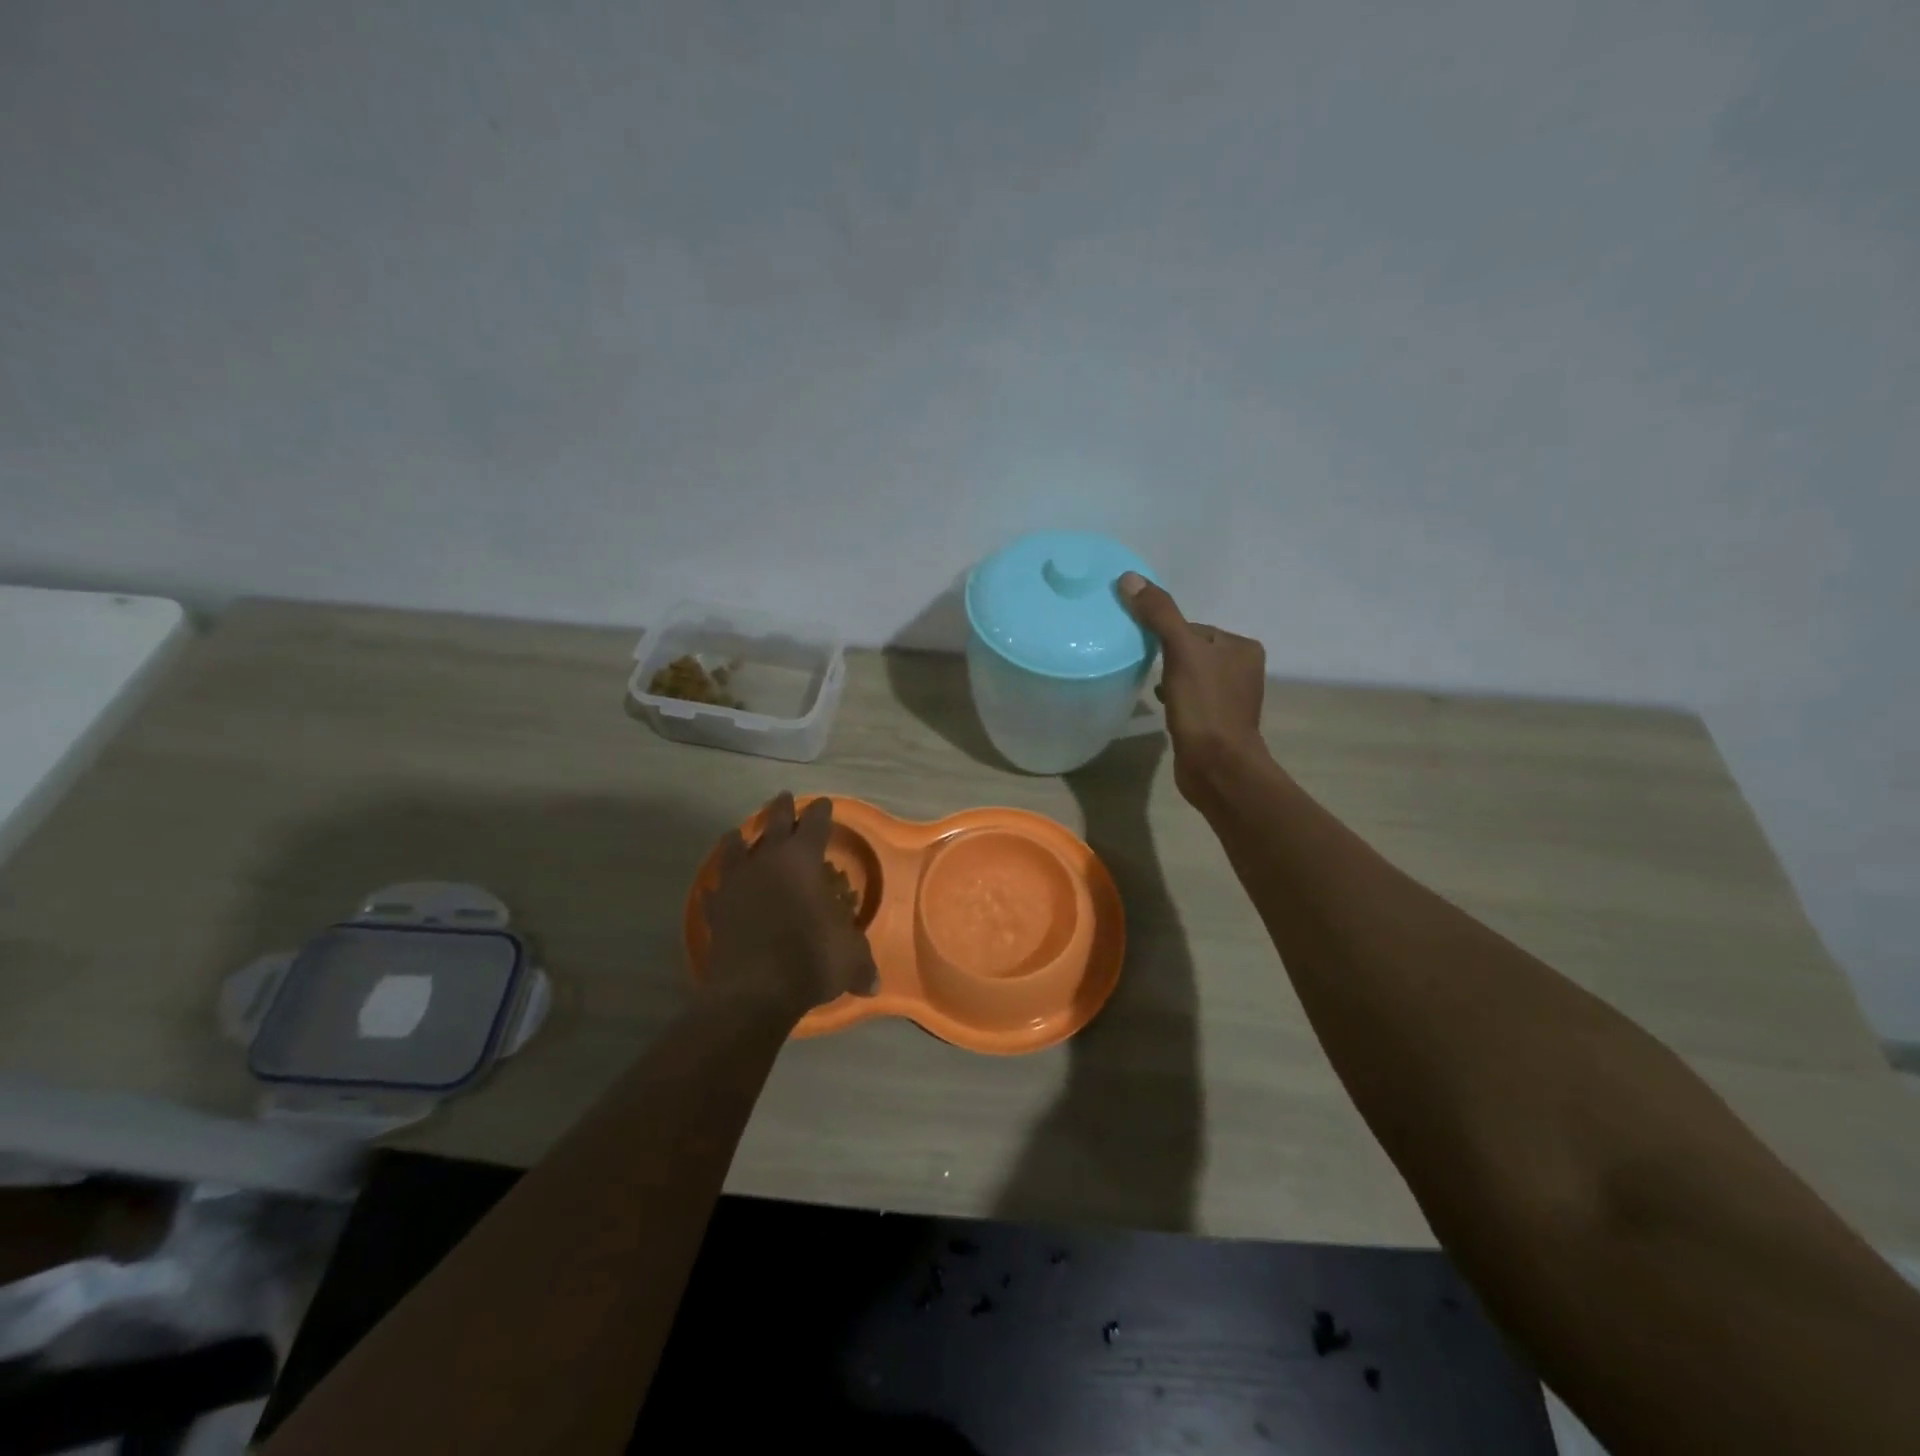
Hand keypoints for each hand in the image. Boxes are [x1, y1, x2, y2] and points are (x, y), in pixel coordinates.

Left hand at [702, 792, 878, 1017]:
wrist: (753, 991)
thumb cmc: (809, 960)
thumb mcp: (849, 959)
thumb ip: (861, 963)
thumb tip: (873, 984)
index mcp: (803, 860)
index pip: (815, 825)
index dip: (821, 812)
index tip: (823, 803)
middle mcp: (767, 862)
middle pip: (774, 823)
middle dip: (781, 809)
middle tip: (784, 797)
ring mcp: (736, 883)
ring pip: (735, 849)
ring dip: (739, 840)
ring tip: (738, 834)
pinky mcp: (716, 910)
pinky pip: (716, 891)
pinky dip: (719, 887)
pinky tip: (717, 888)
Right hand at [1119, 572, 1271, 802]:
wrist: (1217, 767)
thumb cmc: (1205, 707)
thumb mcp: (1181, 653)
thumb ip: (1159, 615)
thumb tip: (1130, 578)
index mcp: (1242, 648)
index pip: (1194, 627)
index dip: (1166, 633)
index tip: (1144, 645)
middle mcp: (1242, 669)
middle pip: (1191, 650)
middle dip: (1166, 656)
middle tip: (1143, 665)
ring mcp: (1230, 698)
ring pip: (1189, 675)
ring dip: (1169, 678)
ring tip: (1150, 686)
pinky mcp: (1216, 722)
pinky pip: (1190, 698)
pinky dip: (1174, 698)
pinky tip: (1160, 706)